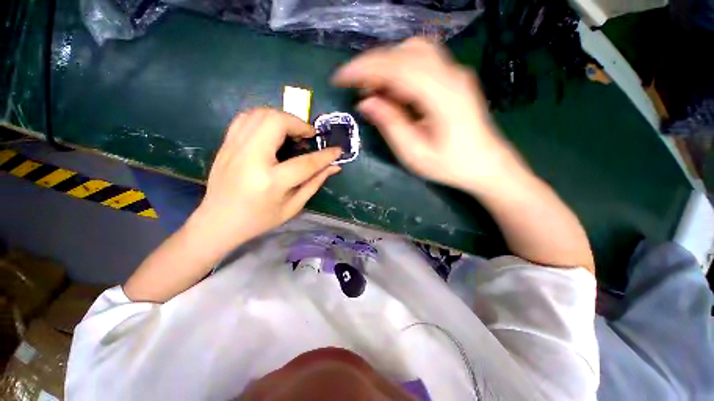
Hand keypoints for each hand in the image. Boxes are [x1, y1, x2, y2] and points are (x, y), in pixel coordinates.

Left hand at [191, 108, 341, 255]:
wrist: (218, 222)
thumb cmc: (259, 219)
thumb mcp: (292, 206)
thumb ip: (314, 183)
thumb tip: (334, 167)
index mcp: (271, 182)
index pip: (305, 162)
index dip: (325, 155)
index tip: (337, 150)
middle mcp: (251, 159)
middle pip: (276, 122)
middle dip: (299, 123)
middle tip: (308, 136)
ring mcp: (234, 148)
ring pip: (260, 114)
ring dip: (282, 118)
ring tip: (292, 132)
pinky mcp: (226, 144)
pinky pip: (246, 118)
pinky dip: (264, 118)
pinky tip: (273, 132)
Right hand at [333, 38, 522, 192]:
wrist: (486, 165)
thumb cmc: (451, 165)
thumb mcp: (414, 153)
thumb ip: (390, 125)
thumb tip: (366, 102)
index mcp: (441, 95)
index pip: (396, 67)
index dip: (364, 69)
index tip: (340, 77)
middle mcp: (450, 75)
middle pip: (404, 52)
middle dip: (372, 66)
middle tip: (356, 89)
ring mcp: (455, 73)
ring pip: (413, 52)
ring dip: (387, 66)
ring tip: (373, 90)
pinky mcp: (454, 78)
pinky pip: (423, 62)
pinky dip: (401, 70)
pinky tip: (394, 90)